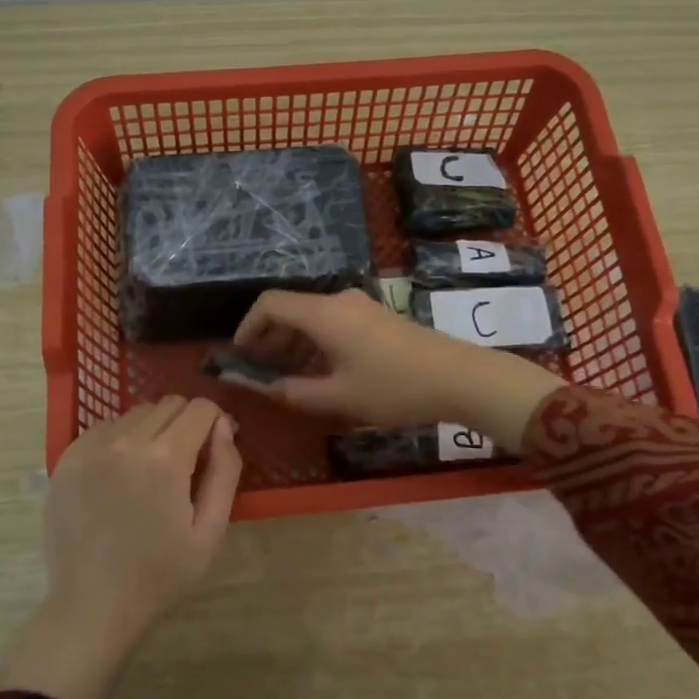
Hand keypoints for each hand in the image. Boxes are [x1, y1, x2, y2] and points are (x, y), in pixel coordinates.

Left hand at [0, 397, 240, 698]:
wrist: (92, 606)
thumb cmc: (160, 575)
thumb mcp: (210, 532)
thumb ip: (225, 472)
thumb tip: (224, 427)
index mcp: (165, 459)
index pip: (200, 408)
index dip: (216, 423)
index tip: (215, 449)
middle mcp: (126, 441)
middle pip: (169, 404)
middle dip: (186, 424)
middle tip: (187, 463)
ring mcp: (90, 447)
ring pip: (136, 413)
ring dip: (153, 429)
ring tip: (151, 470)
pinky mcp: (67, 459)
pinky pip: (105, 428)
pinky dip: (121, 439)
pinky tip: (121, 475)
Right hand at [230, 288, 561, 448]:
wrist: (458, 377)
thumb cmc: (393, 387)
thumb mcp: (339, 397)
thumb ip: (294, 393)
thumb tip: (263, 389)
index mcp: (323, 314)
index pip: (269, 304)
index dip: (247, 327)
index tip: (239, 356)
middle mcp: (338, 301)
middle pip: (289, 309)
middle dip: (268, 338)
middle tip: (259, 372)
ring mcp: (360, 306)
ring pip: (311, 317)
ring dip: (292, 343)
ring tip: (287, 378)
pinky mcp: (375, 317)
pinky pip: (332, 322)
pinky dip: (315, 343)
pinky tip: (320, 373)